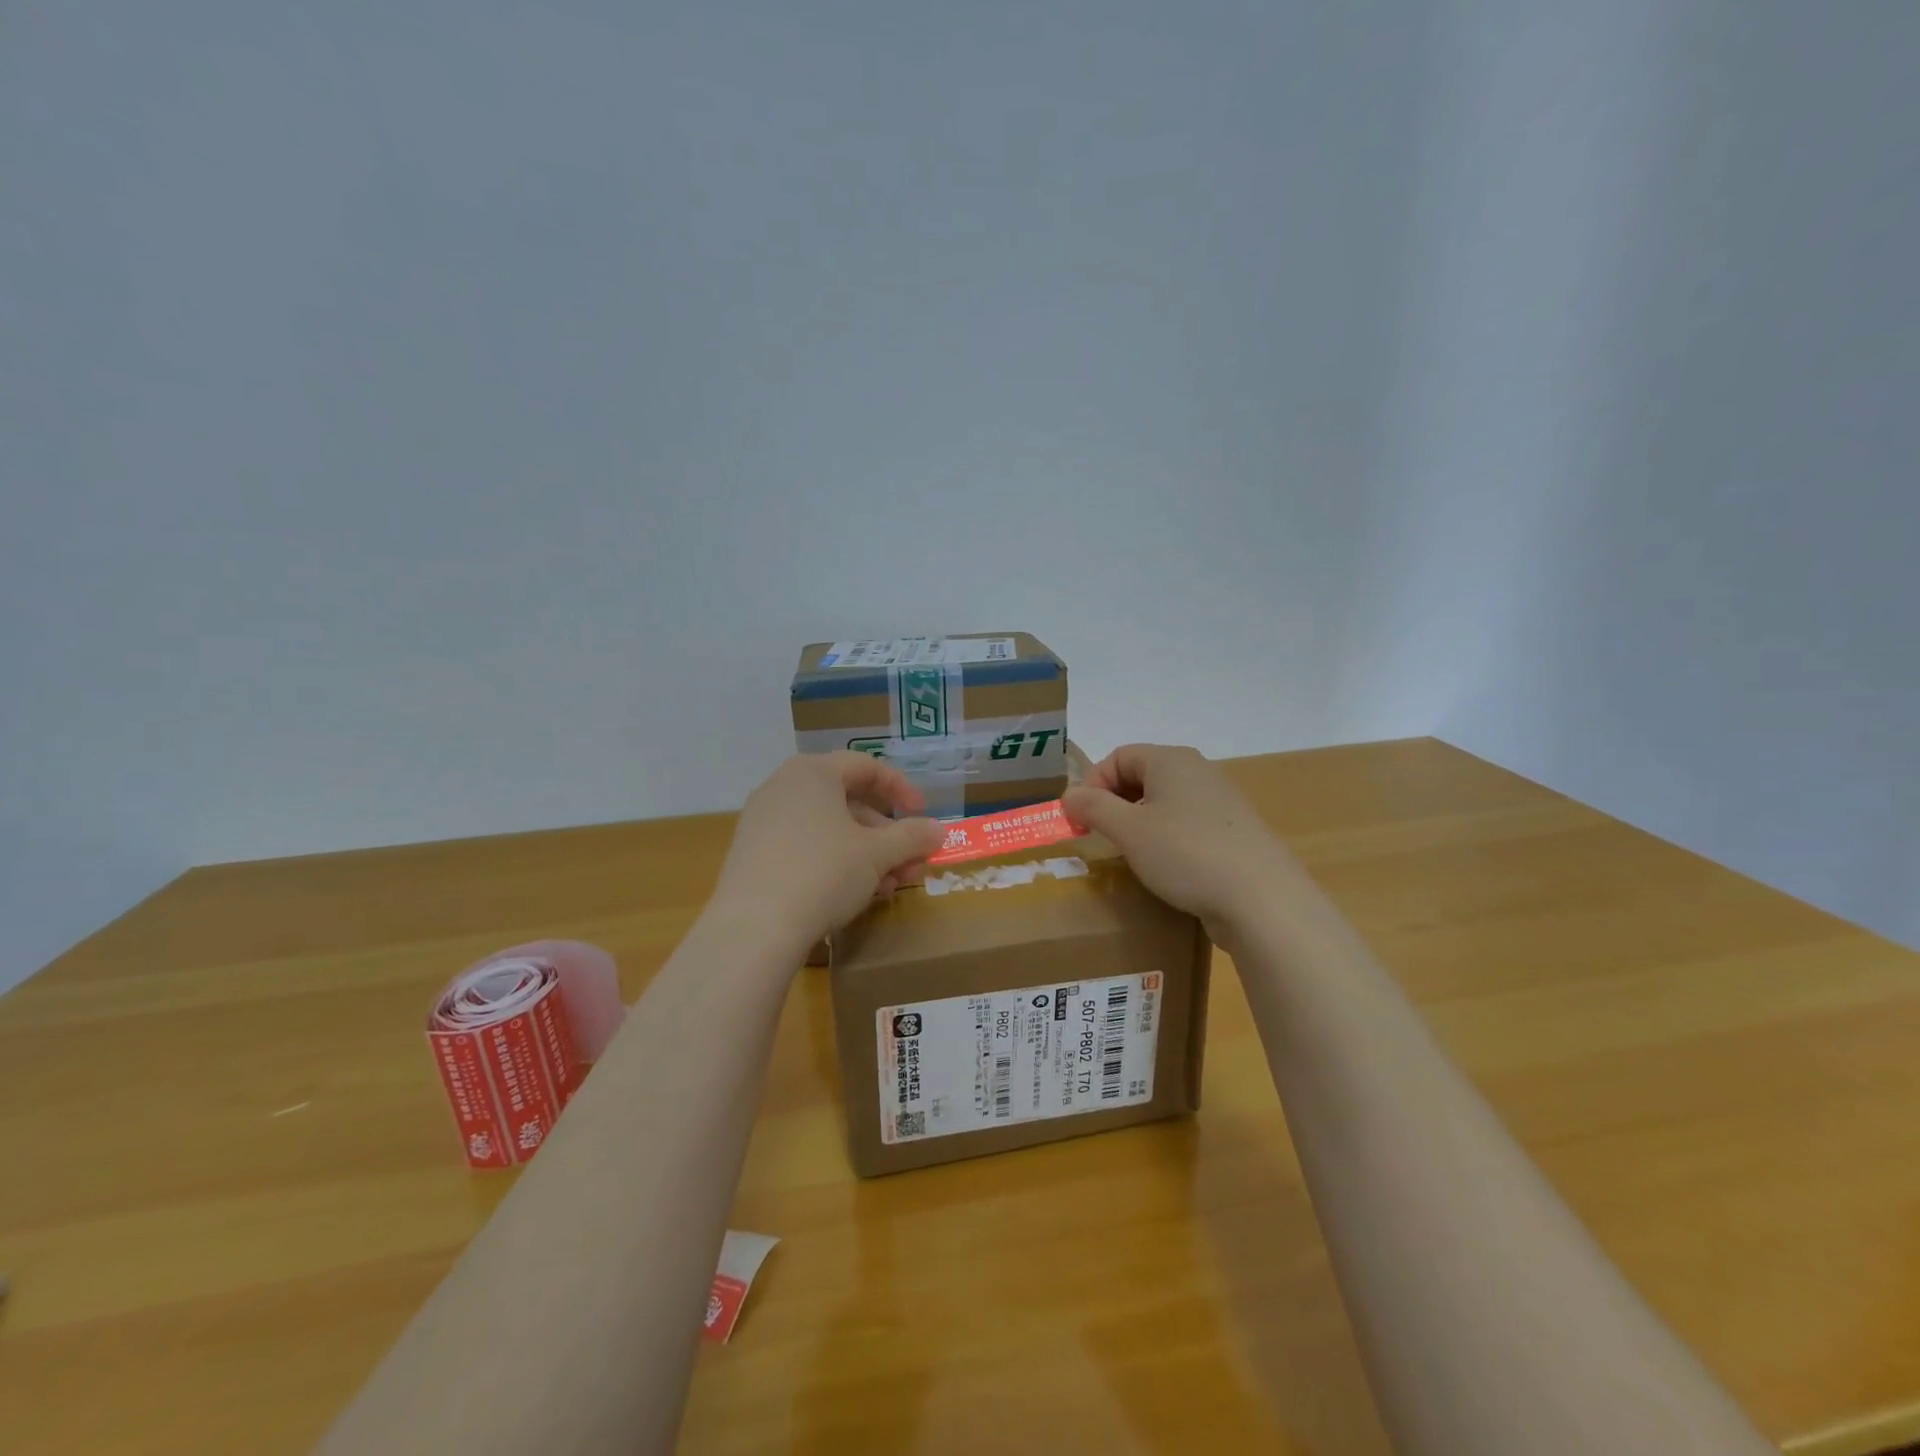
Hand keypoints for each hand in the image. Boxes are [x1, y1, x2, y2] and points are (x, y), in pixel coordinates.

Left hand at [709, 752, 945, 950]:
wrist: (754, 929)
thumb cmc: (823, 873)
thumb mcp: (877, 854)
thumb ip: (912, 836)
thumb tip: (938, 830)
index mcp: (813, 772)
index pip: (866, 766)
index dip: (902, 789)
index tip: (923, 817)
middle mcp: (783, 786)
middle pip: (848, 801)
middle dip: (886, 834)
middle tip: (911, 864)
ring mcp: (762, 821)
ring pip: (827, 829)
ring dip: (865, 854)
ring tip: (888, 887)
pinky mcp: (751, 854)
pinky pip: (803, 847)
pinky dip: (834, 863)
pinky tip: (853, 895)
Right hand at [1062, 744, 1304, 936]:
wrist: (1262, 899)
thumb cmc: (1186, 853)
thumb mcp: (1129, 830)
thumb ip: (1094, 807)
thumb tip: (1069, 795)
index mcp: (1172, 760)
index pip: (1119, 756)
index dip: (1093, 783)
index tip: (1081, 820)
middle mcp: (1198, 772)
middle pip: (1142, 776)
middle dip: (1114, 803)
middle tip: (1100, 837)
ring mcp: (1220, 803)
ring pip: (1165, 803)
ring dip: (1139, 823)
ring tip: (1130, 855)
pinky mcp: (1233, 833)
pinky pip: (1187, 826)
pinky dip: (1167, 840)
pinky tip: (1166, 869)